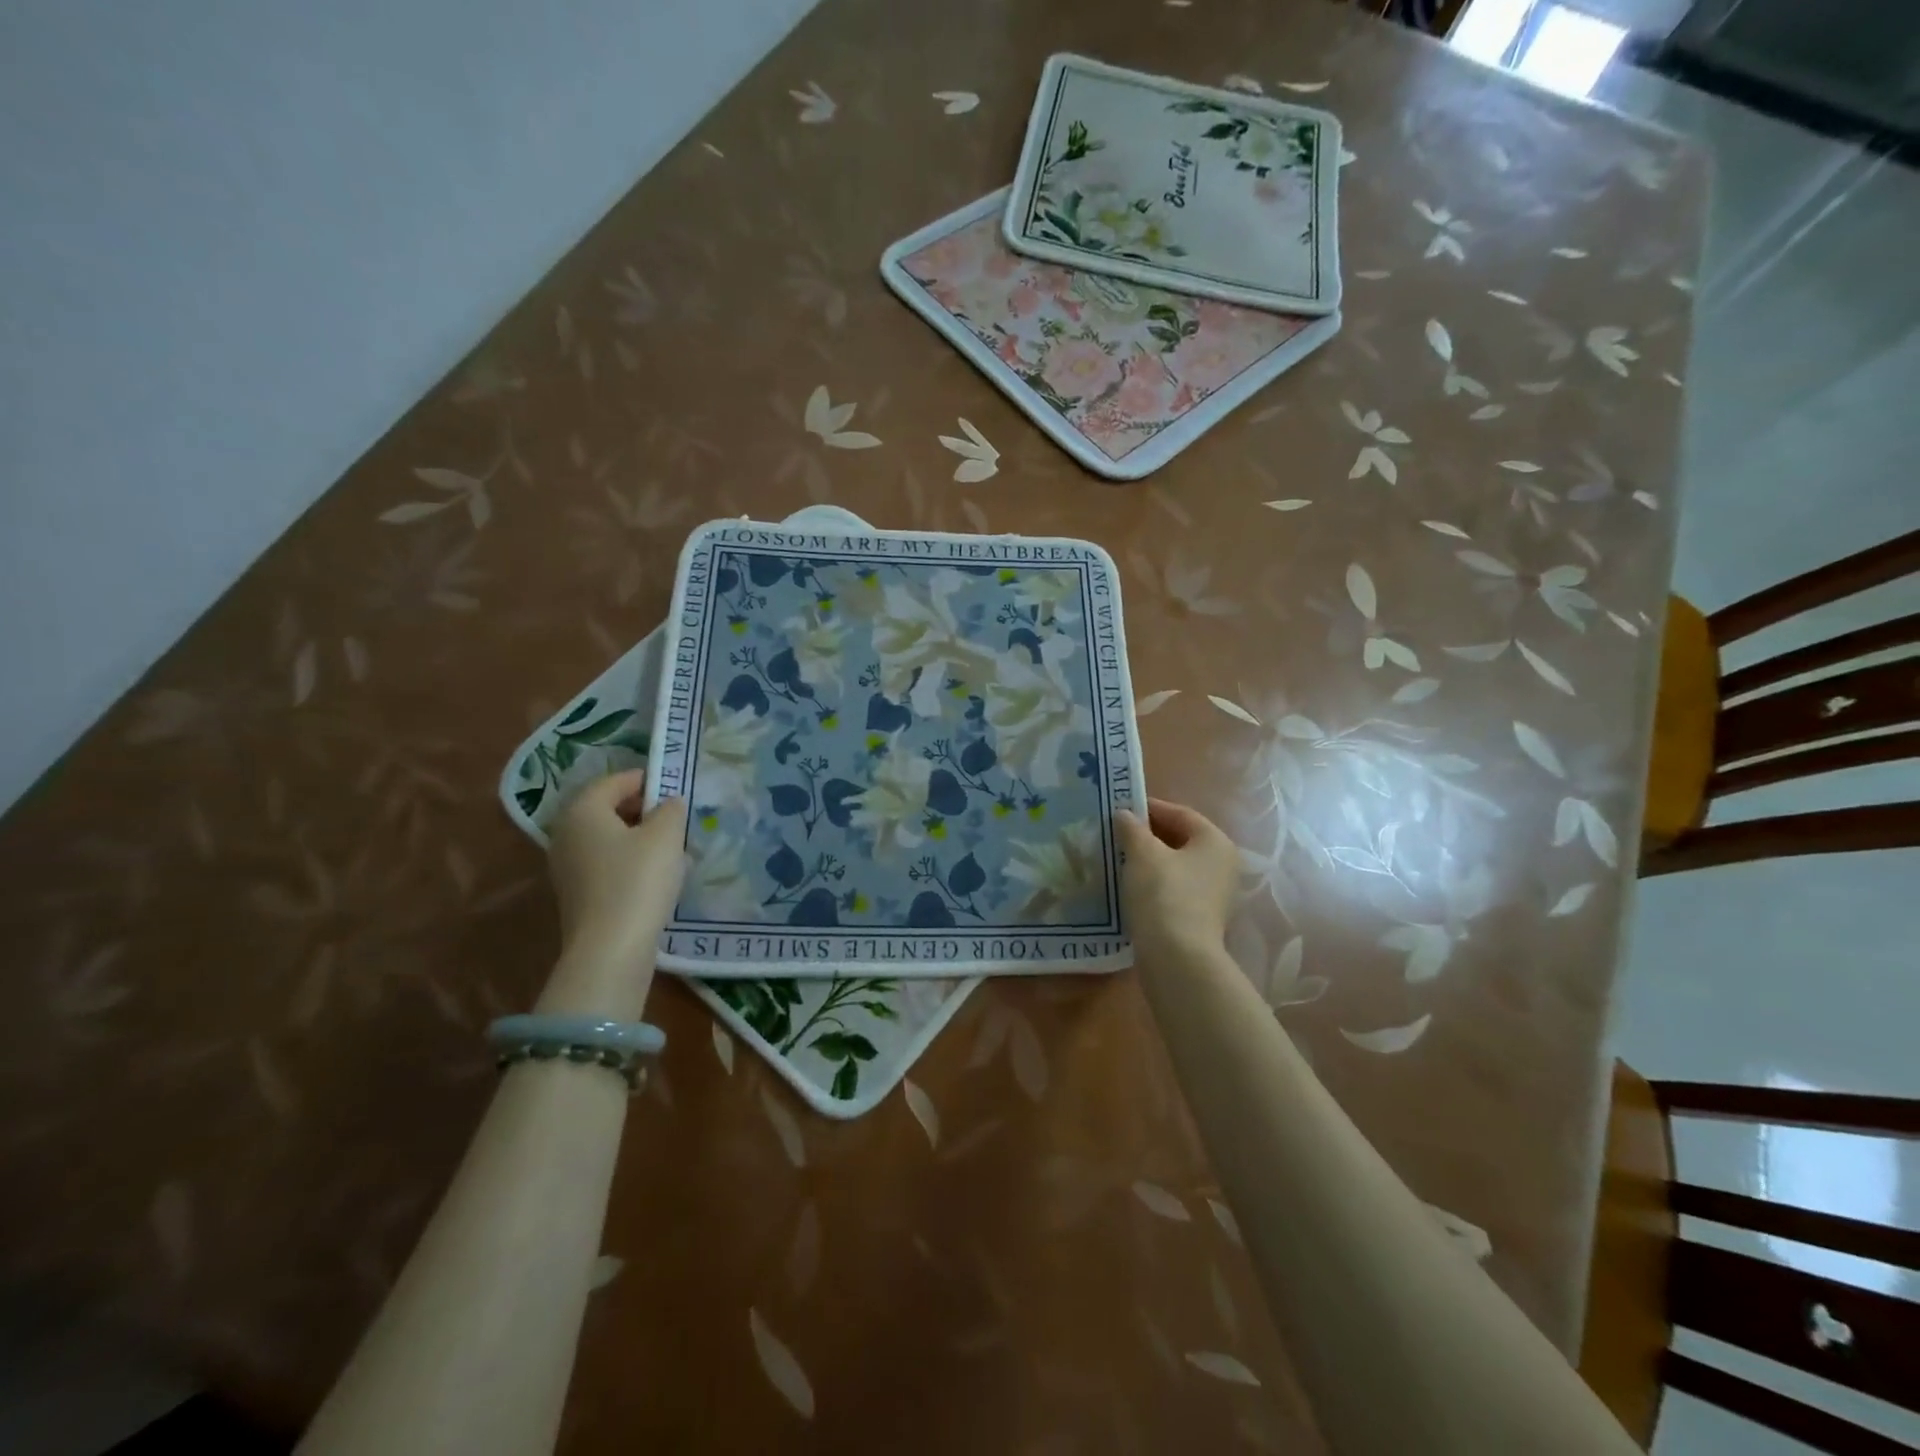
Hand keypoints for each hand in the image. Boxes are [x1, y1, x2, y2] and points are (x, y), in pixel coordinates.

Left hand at [547, 771, 687, 970]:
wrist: (611, 949)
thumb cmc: (638, 880)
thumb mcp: (666, 835)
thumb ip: (671, 809)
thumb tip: (669, 803)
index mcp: (582, 810)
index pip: (615, 781)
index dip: (648, 779)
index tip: (677, 788)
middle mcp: (566, 833)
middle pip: (608, 808)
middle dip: (644, 808)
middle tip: (676, 817)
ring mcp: (567, 866)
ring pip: (608, 837)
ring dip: (639, 836)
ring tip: (672, 846)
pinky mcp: (577, 893)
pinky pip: (606, 862)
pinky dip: (630, 860)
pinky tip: (655, 874)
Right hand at [1116, 797, 1239, 967]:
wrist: (1176, 958)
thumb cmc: (1163, 894)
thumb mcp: (1142, 854)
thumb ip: (1132, 829)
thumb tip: (1124, 814)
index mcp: (1215, 842)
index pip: (1180, 814)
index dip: (1149, 808)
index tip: (1120, 808)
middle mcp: (1222, 865)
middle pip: (1180, 840)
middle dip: (1147, 835)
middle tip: (1115, 833)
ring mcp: (1213, 894)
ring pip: (1175, 866)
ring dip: (1148, 860)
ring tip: (1117, 858)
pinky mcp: (1199, 918)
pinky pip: (1173, 889)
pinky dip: (1152, 883)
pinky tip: (1128, 886)